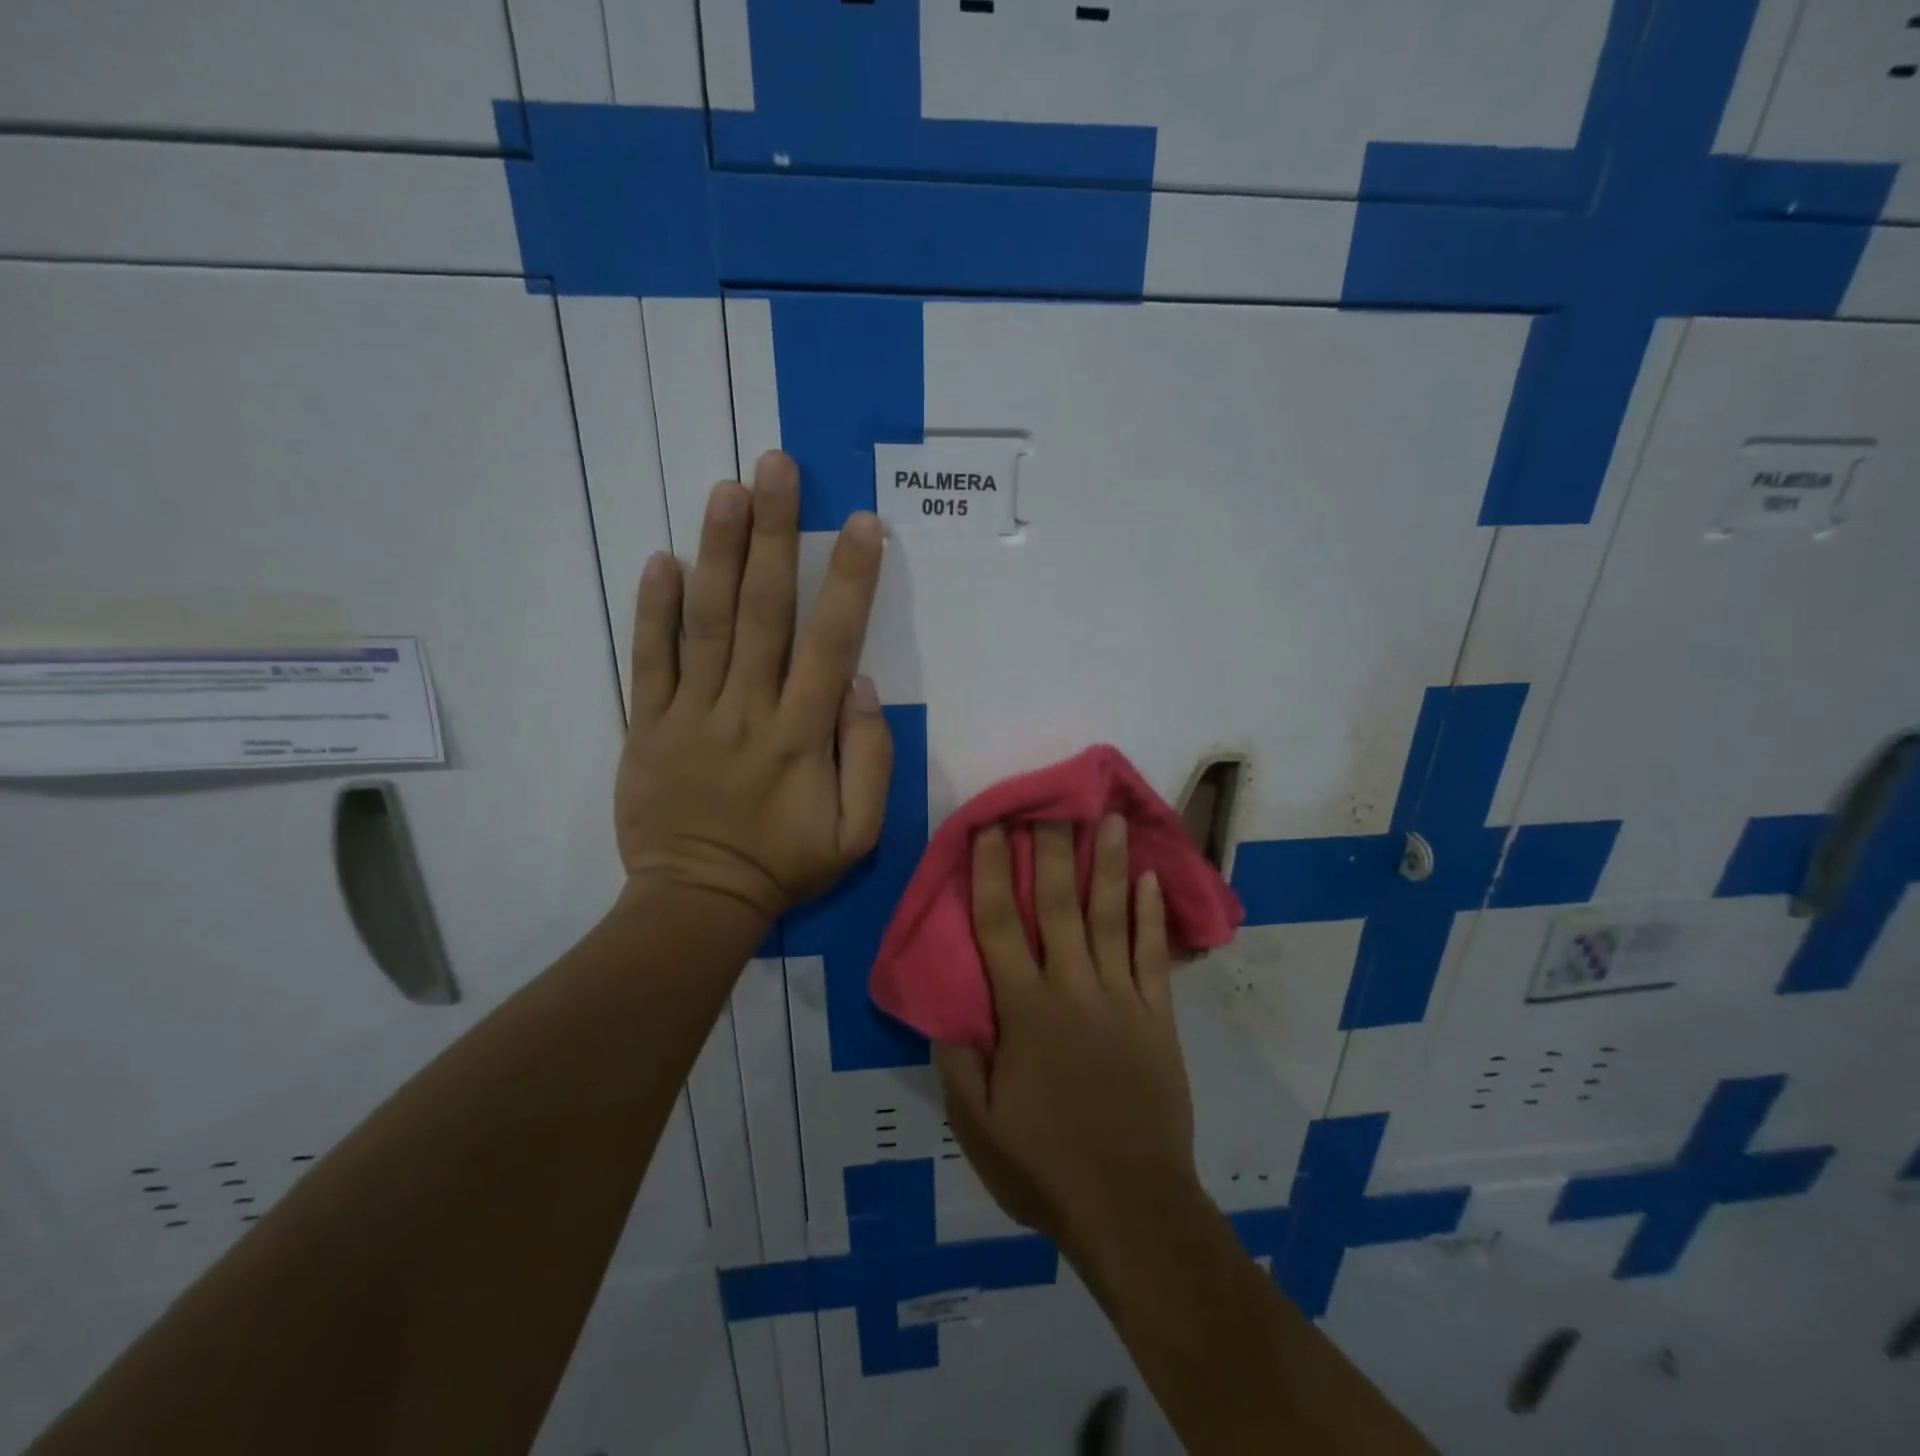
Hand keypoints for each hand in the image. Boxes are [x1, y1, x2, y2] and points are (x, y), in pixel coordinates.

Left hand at [614, 451, 891, 924]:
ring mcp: (689, 714)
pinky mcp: (646, 725)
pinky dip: (653, 609)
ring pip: (706, 622)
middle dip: (773, 535)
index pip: (829, 644)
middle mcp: (746, 711)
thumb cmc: (784, 865)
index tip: (860, 524)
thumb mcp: (856, 835)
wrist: (696, 901)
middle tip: (776, 467)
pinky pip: (648, 660)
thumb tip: (860, 685)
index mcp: (801, 737)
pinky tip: (662, 558)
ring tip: (726, 488)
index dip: (848, 581)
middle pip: (762, 612)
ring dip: (718, 552)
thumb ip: (870, 761)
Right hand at [934, 817, 1200, 1252]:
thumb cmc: (1045, 1165)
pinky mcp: (1157, 1018)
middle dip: (1051, 849)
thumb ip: (956, 1060)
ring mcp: (1121, 999)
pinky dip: (1151, 917)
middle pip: (1060, 905)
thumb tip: (944, 1008)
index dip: (992, 872)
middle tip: (1051, 801)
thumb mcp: (976, 1125)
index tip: (991, 828)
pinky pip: (1153, 957)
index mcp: (1024, 1010)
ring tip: (1109, 819)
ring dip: (1110, 865)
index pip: (1000, 925)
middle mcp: (1072, 988)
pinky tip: (1151, 881)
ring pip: (1112, 918)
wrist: (1131, 1205)